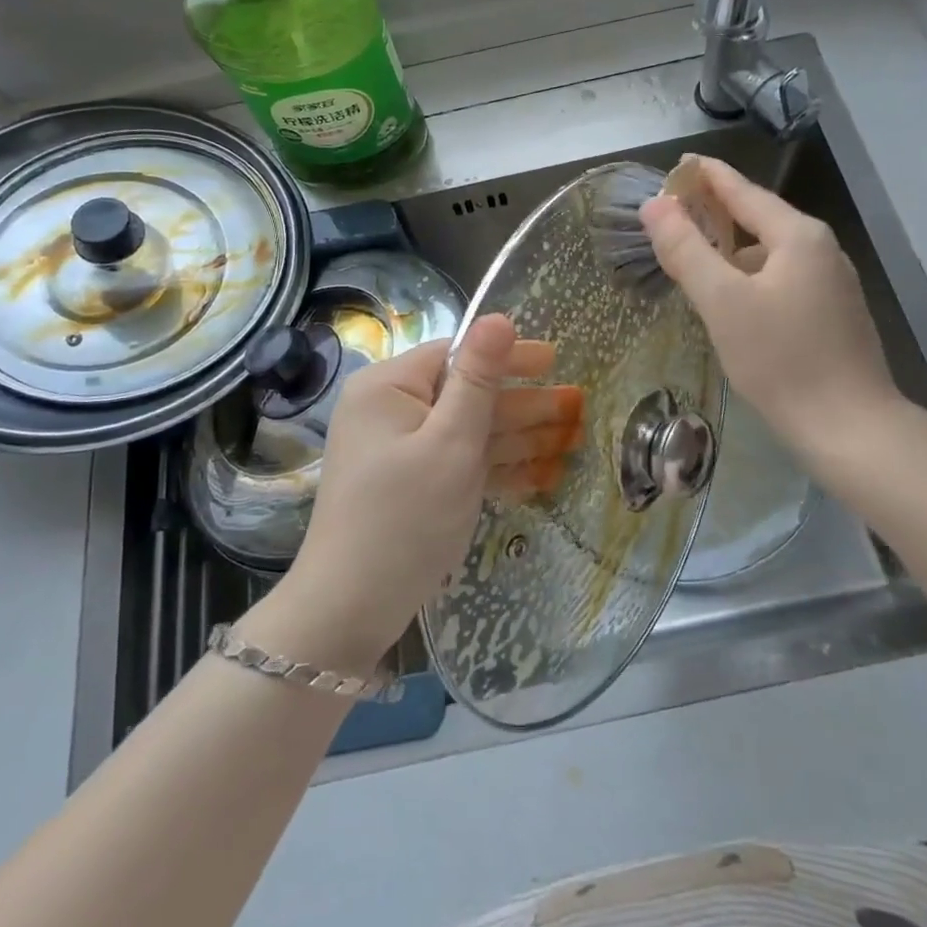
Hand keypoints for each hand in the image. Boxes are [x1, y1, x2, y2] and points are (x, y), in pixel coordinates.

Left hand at [251, 316, 581, 672]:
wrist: (349, 611)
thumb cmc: (405, 518)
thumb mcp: (451, 442)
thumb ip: (479, 378)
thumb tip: (498, 315)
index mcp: (389, 386)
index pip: (456, 355)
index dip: (508, 358)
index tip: (556, 362)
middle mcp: (389, 409)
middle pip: (466, 394)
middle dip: (523, 404)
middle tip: (577, 407)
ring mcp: (398, 449)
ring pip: (468, 432)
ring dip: (518, 438)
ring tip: (572, 439)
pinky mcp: (409, 484)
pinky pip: (457, 463)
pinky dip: (496, 469)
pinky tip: (541, 476)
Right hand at [640, 157, 905, 465]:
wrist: (851, 429)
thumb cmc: (781, 359)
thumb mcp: (722, 301)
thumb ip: (686, 249)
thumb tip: (655, 205)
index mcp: (798, 236)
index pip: (743, 191)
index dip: (708, 176)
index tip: (679, 164)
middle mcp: (820, 249)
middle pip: (758, 219)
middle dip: (716, 212)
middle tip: (674, 211)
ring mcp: (831, 283)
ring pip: (768, 253)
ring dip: (730, 248)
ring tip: (693, 255)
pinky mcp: (831, 314)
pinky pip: (780, 279)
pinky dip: (749, 276)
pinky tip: (730, 298)